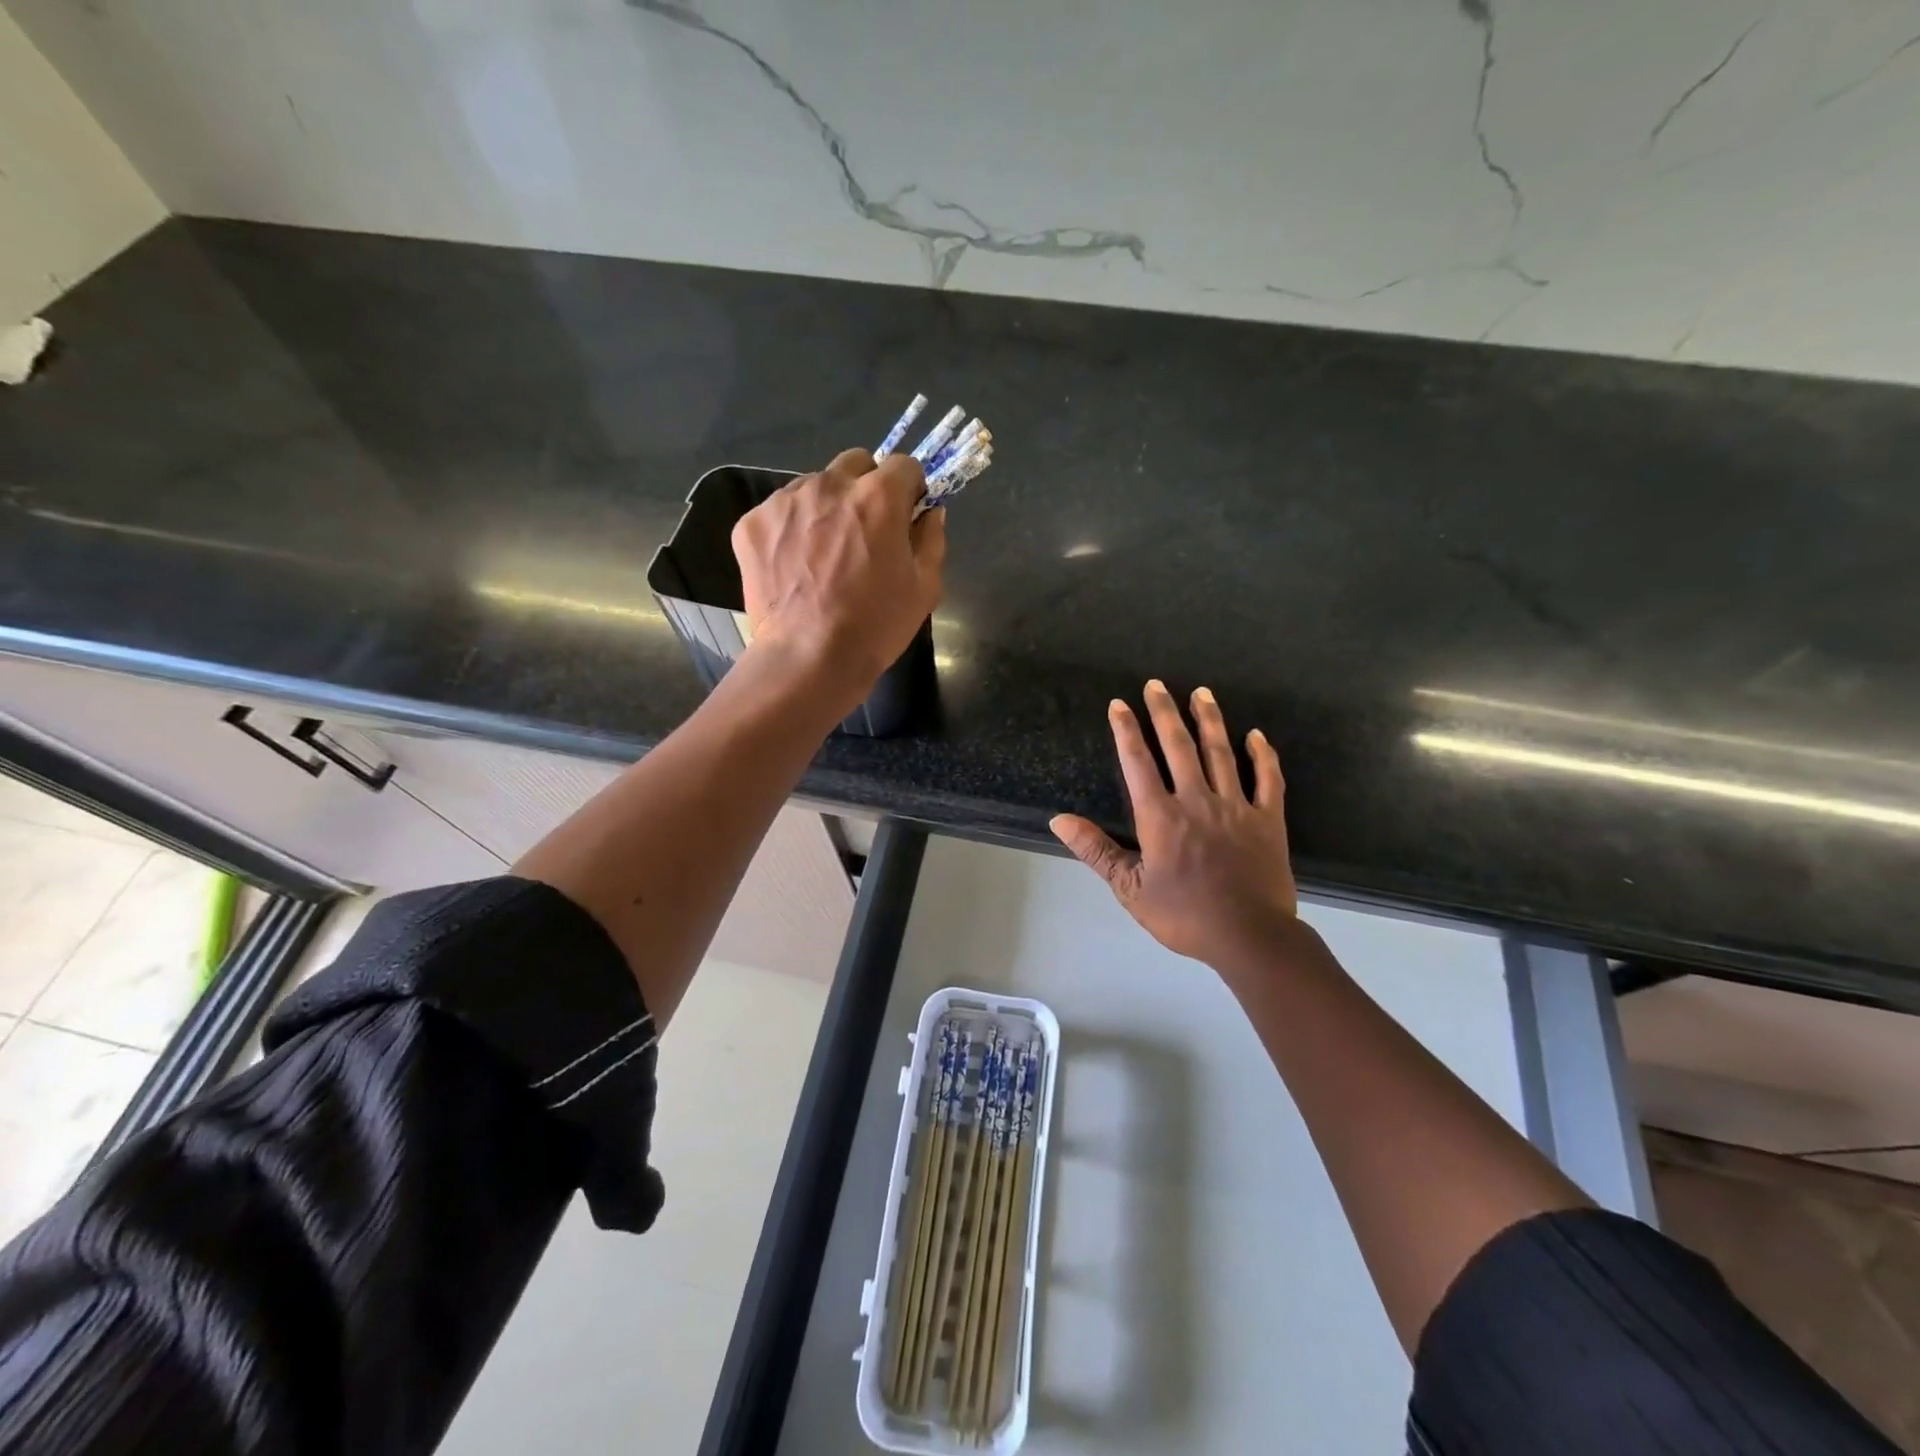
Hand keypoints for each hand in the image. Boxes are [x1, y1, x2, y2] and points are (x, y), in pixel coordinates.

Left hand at [732, 449, 945, 708]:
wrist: (809, 659)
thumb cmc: (875, 627)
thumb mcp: (924, 588)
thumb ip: (931, 539)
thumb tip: (929, 513)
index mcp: (878, 496)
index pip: (903, 465)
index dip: (909, 490)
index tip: (905, 516)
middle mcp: (830, 484)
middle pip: (855, 464)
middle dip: (866, 487)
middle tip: (864, 531)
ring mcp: (785, 501)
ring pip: (814, 486)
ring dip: (826, 508)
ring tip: (823, 554)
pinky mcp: (752, 523)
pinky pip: (779, 513)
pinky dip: (790, 530)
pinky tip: (794, 566)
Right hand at [1051, 681, 1297, 970]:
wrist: (1249, 937)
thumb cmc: (1184, 915)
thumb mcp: (1129, 888)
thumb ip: (1096, 850)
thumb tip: (1059, 820)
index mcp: (1161, 816)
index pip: (1138, 762)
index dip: (1126, 731)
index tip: (1119, 704)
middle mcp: (1197, 800)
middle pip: (1178, 746)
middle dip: (1164, 712)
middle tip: (1156, 684)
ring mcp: (1236, 807)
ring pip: (1221, 753)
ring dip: (1209, 720)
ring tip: (1201, 693)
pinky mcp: (1267, 819)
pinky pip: (1268, 779)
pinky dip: (1262, 755)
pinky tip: (1256, 735)